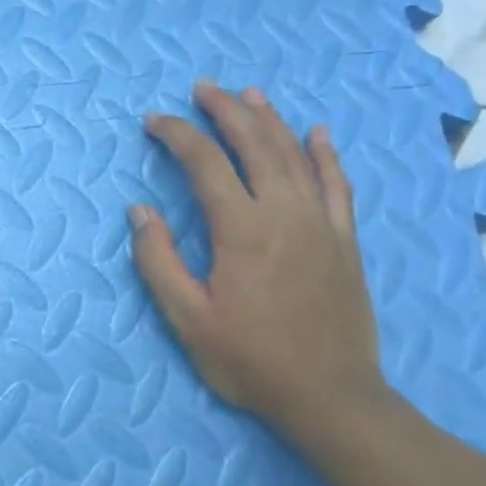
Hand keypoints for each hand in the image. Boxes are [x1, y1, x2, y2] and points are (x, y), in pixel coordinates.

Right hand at [130, 81, 385, 431]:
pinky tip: (318, 133)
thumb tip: (140, 211)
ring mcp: (321, 223)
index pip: (205, 163)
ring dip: (269, 119)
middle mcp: (284, 213)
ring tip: (248, 94)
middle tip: (202, 89)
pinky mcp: (345, 240)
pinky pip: (337, 184)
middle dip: (225, 110)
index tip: (154, 122)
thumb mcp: (188, 320)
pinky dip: (326, 154)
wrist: (330, 396)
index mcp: (241, 230)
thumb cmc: (250, 361)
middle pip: (254, 144)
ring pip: (295, 154)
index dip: (177, 135)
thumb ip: (158, 261)